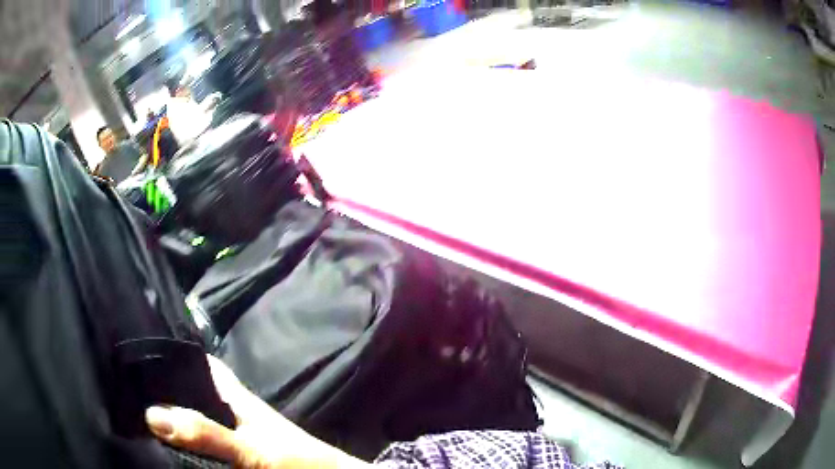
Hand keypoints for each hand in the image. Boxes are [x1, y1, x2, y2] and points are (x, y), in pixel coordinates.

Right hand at [146, 356, 369, 468]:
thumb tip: (151, 414)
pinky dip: (184, 444)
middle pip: (189, 395)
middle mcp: (228, 412)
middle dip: (161, 396)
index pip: (197, 365)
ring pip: (193, 422)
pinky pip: (202, 446)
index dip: (169, 358)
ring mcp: (230, 436)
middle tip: (127, 394)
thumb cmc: (297, 461)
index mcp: (233, 397)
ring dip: (170, 422)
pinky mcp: (234, 457)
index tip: (136, 358)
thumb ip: (207, 434)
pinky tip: (163, 446)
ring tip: (134, 416)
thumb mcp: (251, 448)